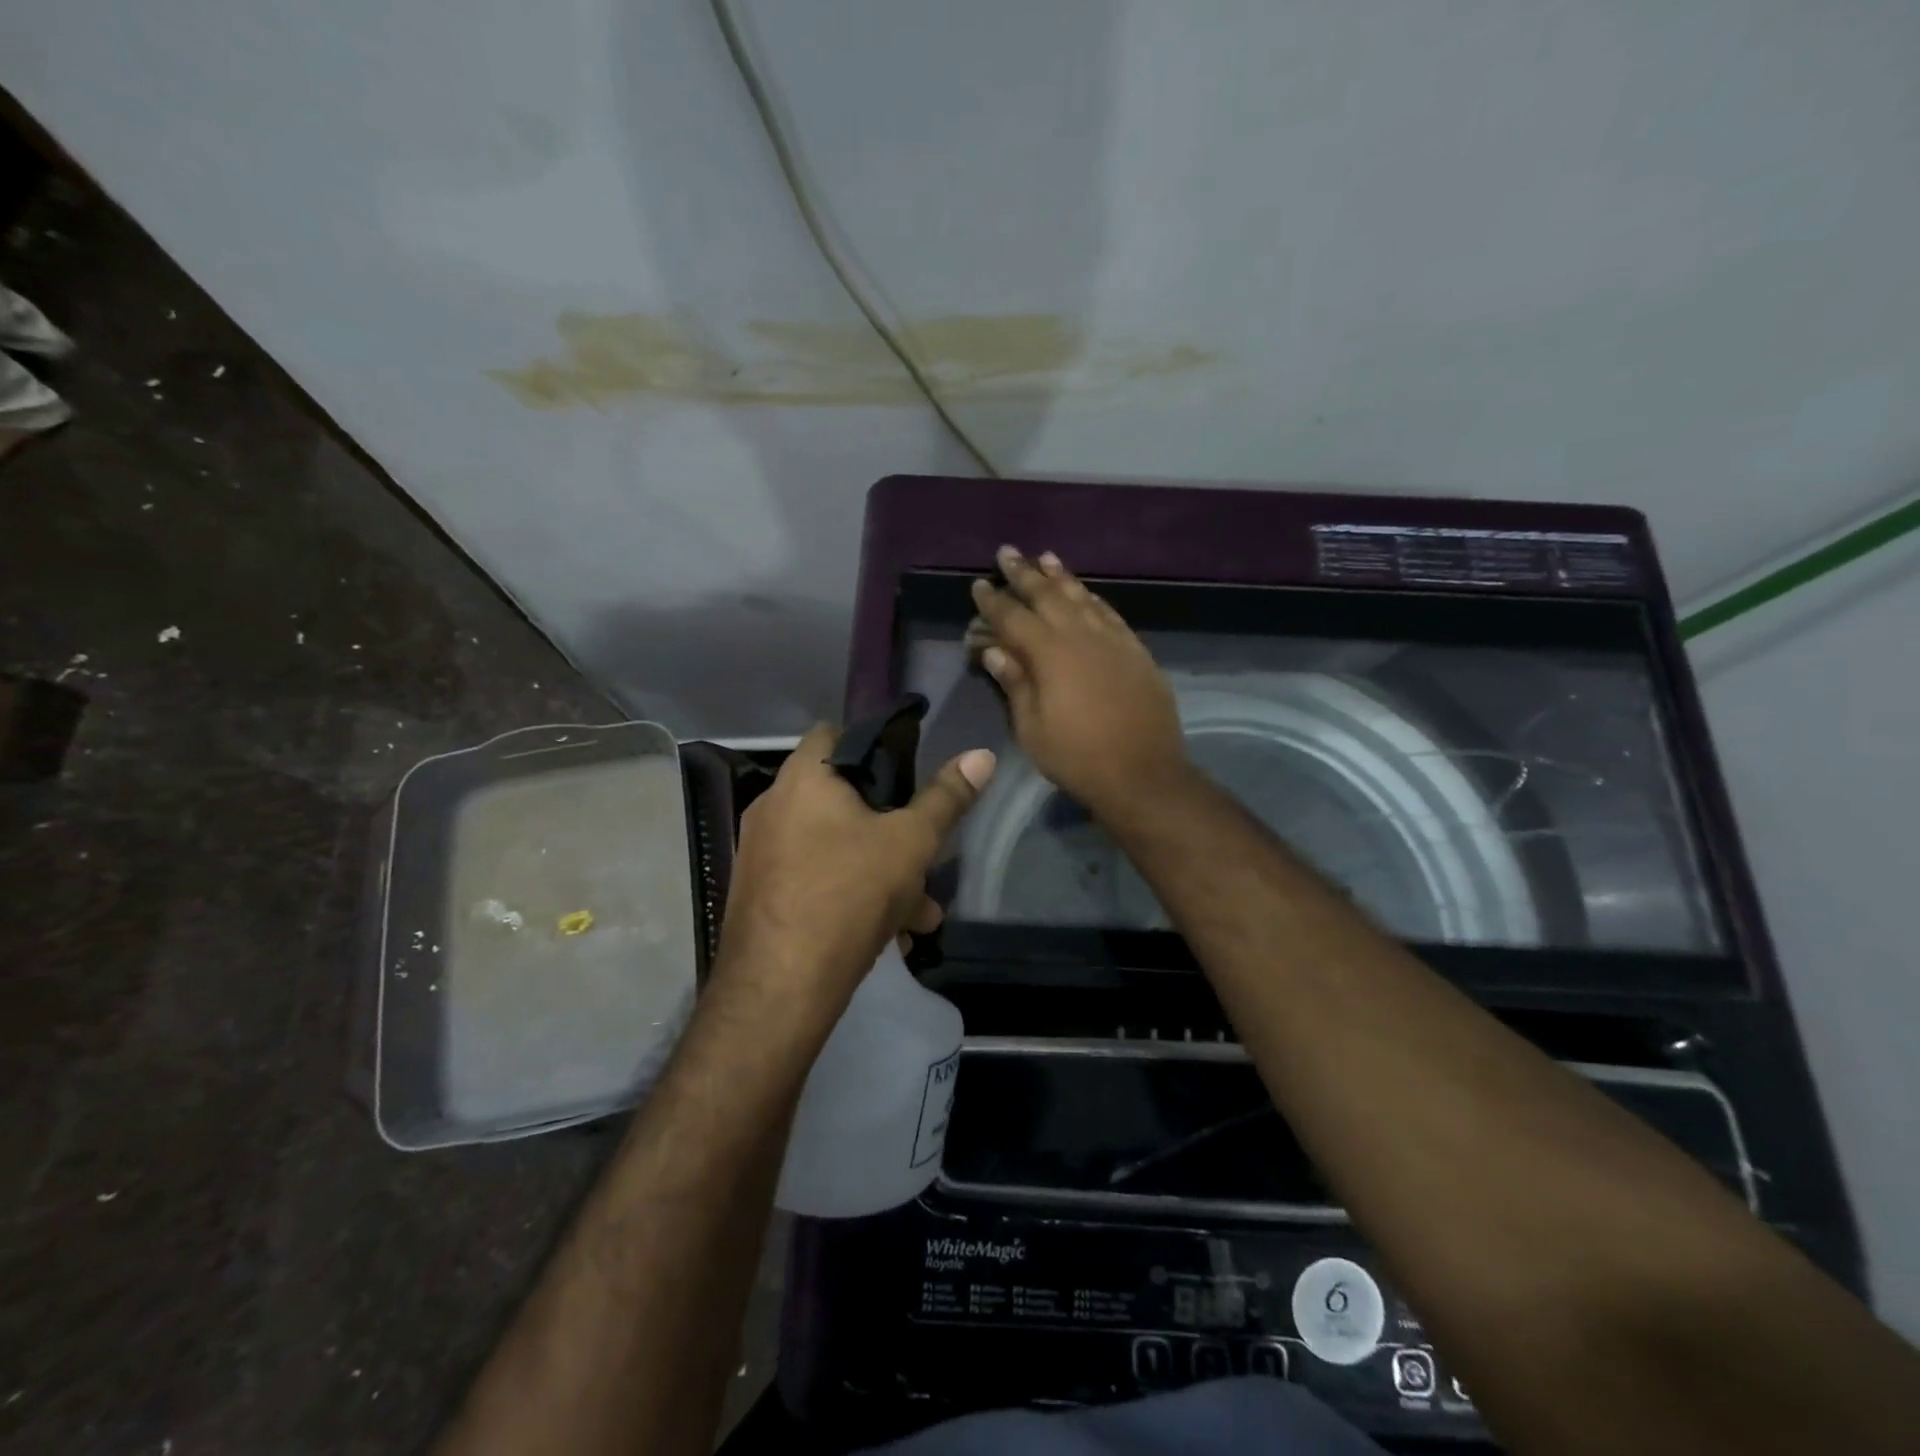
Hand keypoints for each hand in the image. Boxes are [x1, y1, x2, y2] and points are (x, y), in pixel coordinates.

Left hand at [715, 723, 994, 1013]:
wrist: (778, 989)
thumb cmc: (848, 894)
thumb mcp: (910, 843)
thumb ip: (946, 798)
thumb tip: (982, 754)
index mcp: (802, 779)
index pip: (834, 732)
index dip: (875, 743)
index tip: (910, 771)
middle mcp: (774, 807)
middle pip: (843, 798)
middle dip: (892, 828)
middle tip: (924, 853)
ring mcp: (763, 854)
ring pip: (836, 847)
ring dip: (881, 871)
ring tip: (920, 912)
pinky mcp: (763, 894)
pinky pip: (817, 879)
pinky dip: (852, 895)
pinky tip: (891, 935)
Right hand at [970, 546, 1188, 818]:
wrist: (1143, 773)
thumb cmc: (1077, 757)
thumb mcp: (1032, 729)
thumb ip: (1015, 684)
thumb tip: (994, 650)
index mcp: (1049, 655)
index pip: (1013, 618)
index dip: (994, 600)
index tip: (979, 584)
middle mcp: (1081, 636)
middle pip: (1048, 596)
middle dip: (1024, 573)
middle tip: (1008, 552)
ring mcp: (1113, 640)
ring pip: (1082, 597)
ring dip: (1061, 577)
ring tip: (1045, 558)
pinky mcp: (1136, 651)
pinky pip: (1109, 613)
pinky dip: (1093, 598)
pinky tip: (1086, 592)